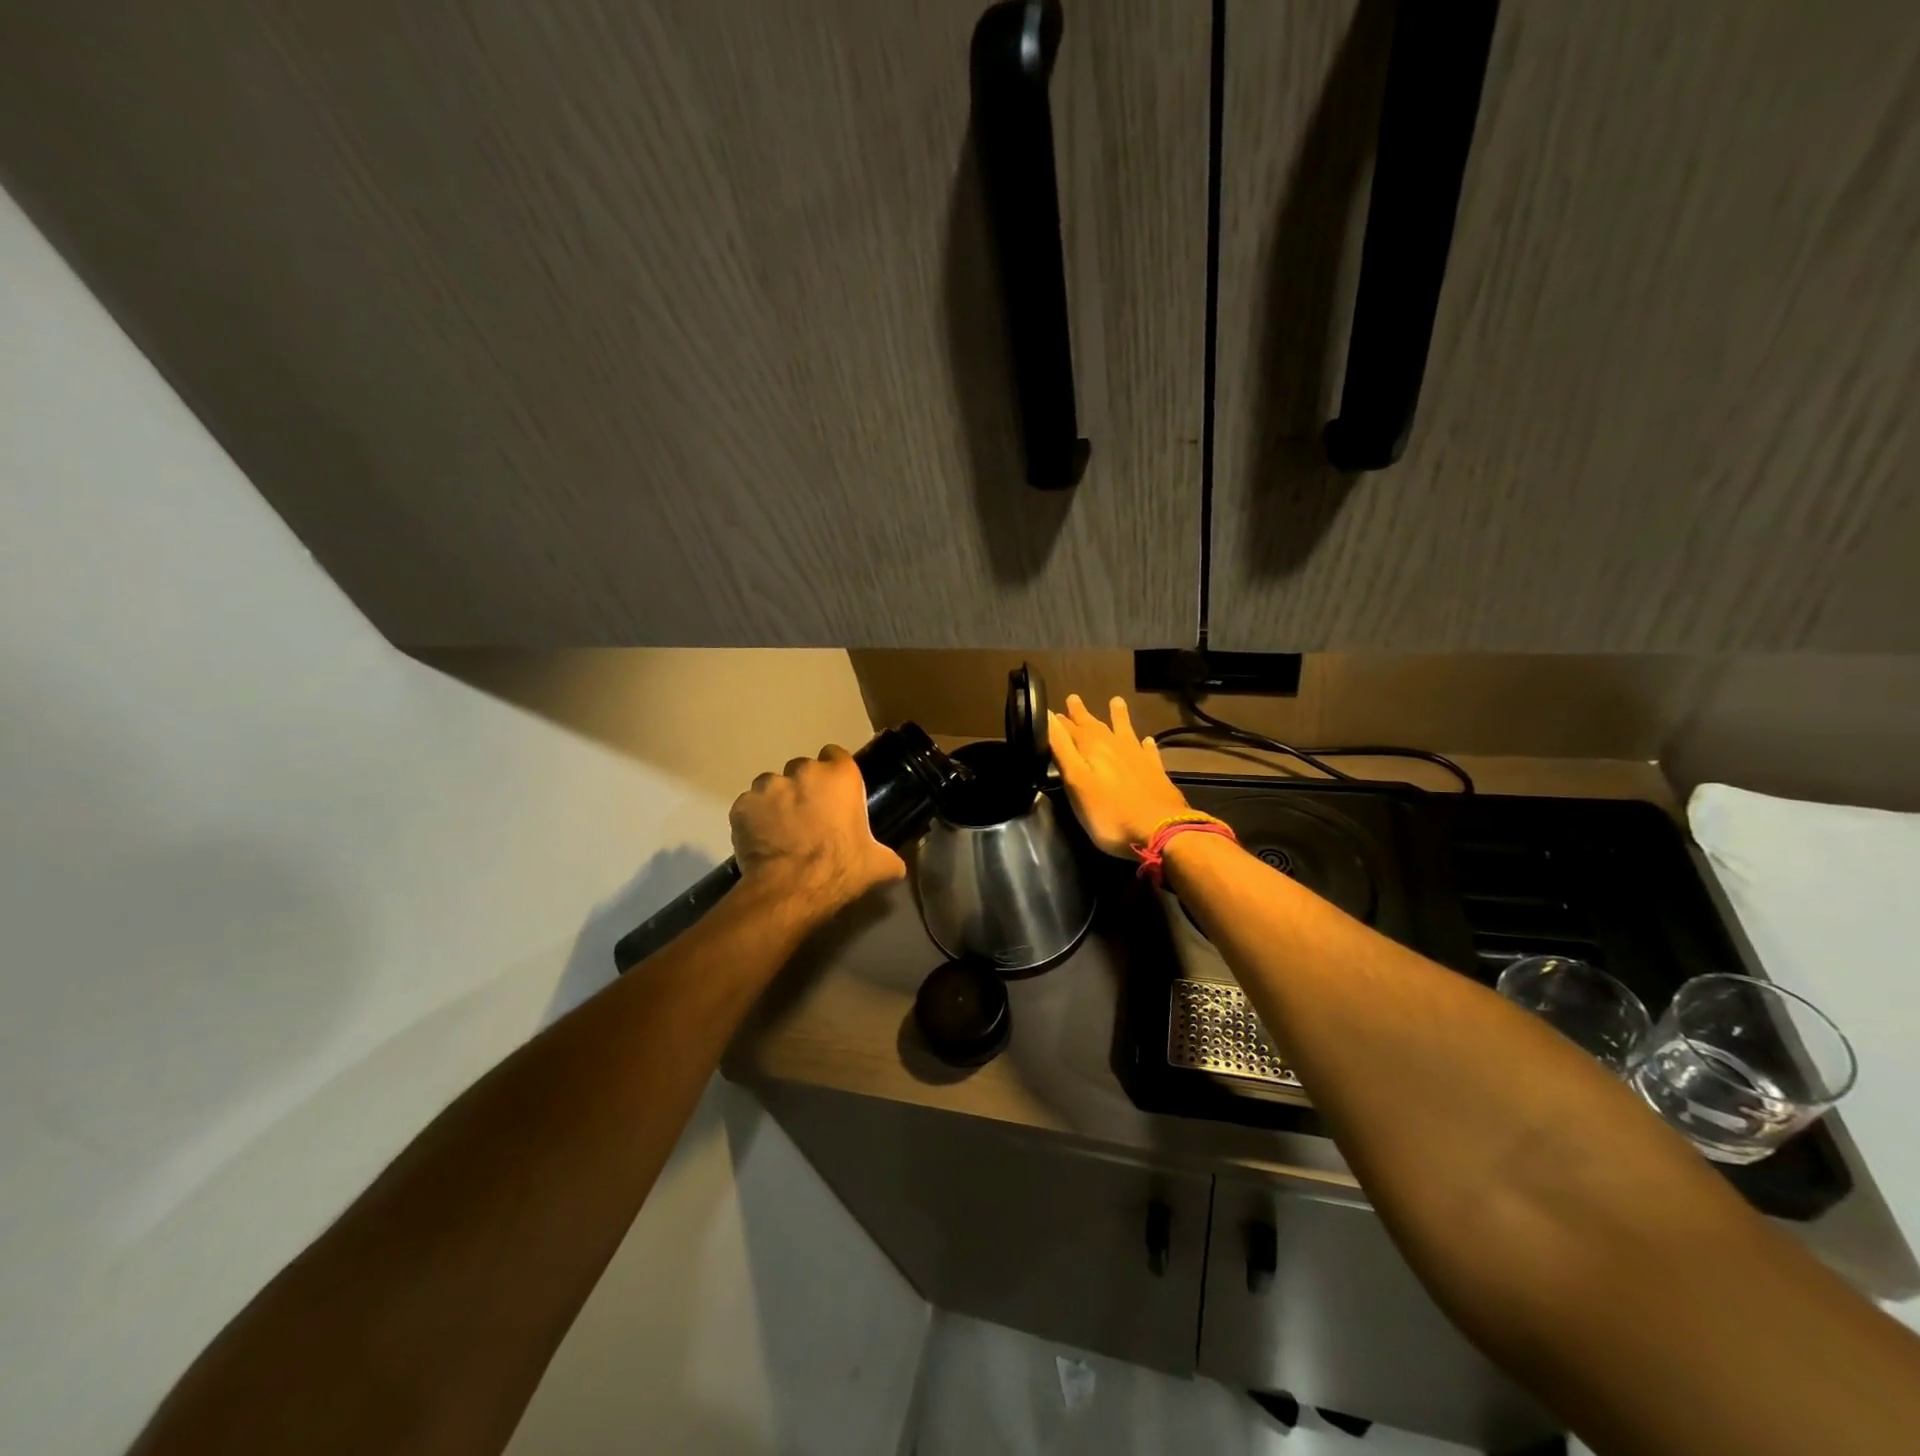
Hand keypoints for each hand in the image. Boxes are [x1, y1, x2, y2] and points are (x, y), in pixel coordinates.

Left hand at [730, 745, 905, 912]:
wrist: (791, 890)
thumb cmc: (840, 869)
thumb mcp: (878, 865)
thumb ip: (889, 857)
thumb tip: (897, 866)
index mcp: (840, 776)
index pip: (836, 755)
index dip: (835, 774)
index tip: (835, 794)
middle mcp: (803, 771)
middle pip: (803, 769)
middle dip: (805, 788)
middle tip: (809, 817)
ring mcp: (769, 786)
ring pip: (773, 786)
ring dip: (777, 801)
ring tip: (781, 830)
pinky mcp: (742, 805)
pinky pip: (750, 807)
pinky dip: (754, 819)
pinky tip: (761, 840)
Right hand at [1048, 695, 1193, 857]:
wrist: (1160, 830)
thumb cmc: (1109, 813)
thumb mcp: (1076, 782)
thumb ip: (1062, 749)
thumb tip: (1049, 716)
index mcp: (1092, 748)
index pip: (1070, 729)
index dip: (1059, 721)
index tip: (1052, 710)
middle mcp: (1115, 746)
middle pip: (1096, 725)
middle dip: (1082, 714)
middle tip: (1074, 698)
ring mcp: (1138, 758)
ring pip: (1125, 730)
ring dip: (1118, 717)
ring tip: (1116, 701)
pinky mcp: (1156, 772)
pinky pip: (1149, 751)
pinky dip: (1145, 744)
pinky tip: (1147, 740)